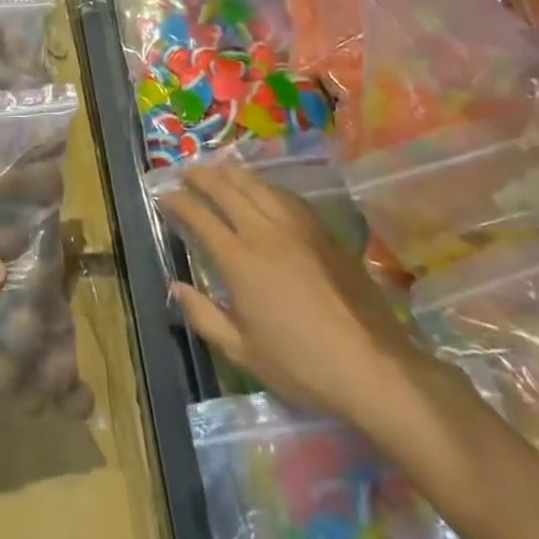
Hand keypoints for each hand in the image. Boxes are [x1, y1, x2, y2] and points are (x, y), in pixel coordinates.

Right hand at [161, 162, 428, 438]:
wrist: (374, 367)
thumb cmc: (300, 364)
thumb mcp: (241, 351)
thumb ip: (203, 315)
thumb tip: (175, 287)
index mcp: (238, 259)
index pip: (199, 216)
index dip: (178, 202)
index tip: (164, 196)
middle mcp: (265, 232)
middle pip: (228, 189)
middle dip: (202, 176)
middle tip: (186, 172)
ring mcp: (298, 228)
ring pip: (259, 186)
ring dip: (233, 174)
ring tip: (219, 170)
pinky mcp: (325, 233)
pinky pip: (287, 197)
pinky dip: (266, 187)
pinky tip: (264, 191)